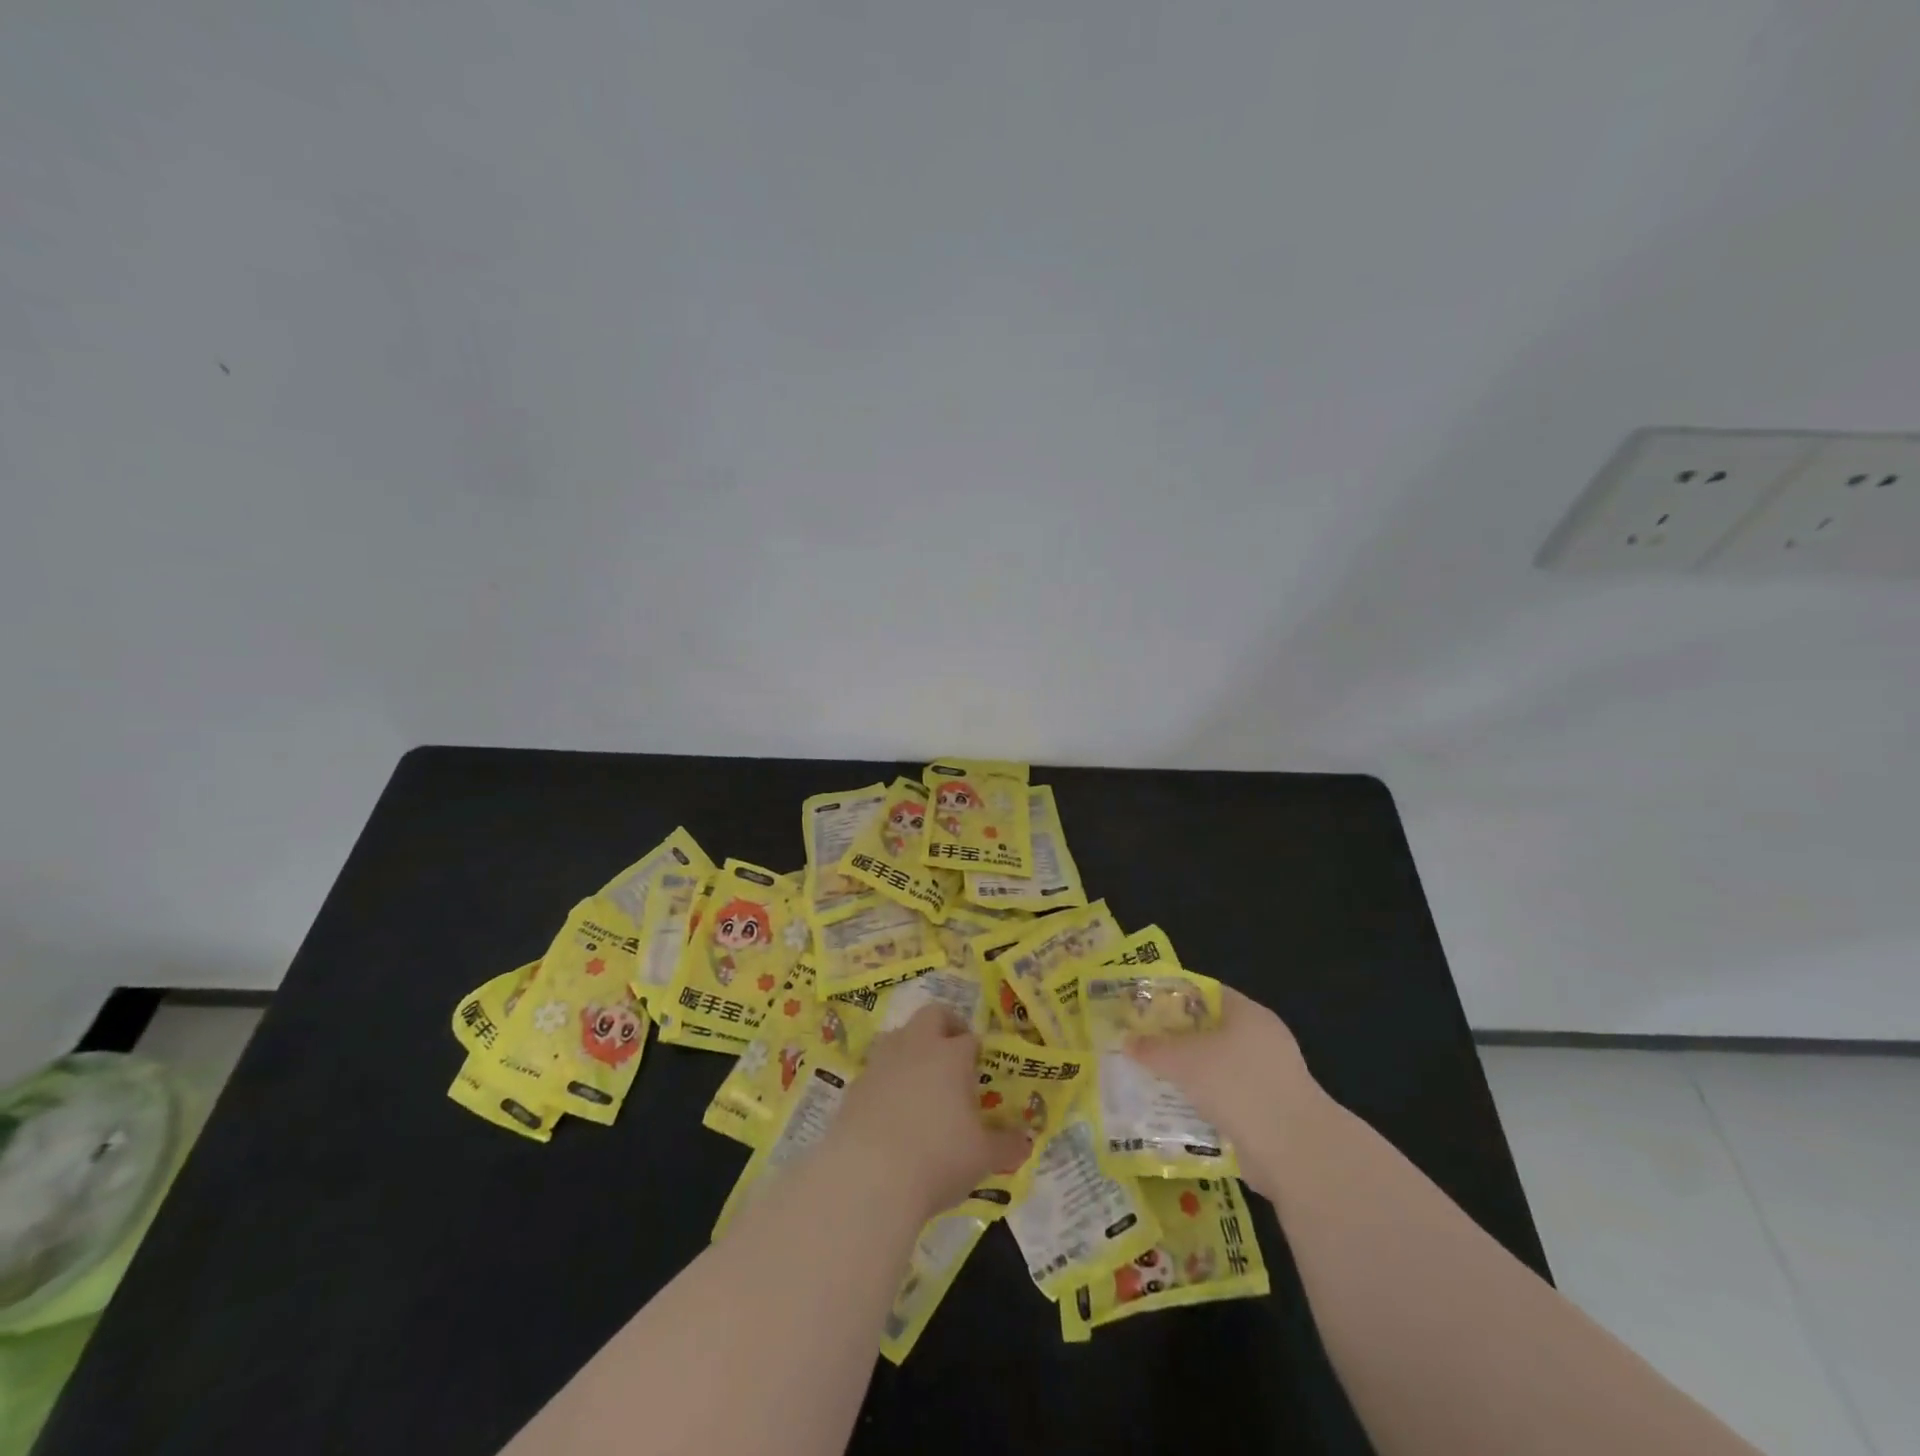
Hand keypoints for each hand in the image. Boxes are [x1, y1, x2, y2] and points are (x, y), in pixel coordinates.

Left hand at [824, 1006, 1028, 1219]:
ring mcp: (881, 1062)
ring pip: (899, 1035)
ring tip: (921, 1079)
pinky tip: (891, 1108)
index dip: (977, 1052)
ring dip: (911, 1047)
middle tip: (954, 1053)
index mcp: (951, 1055)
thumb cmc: (937, 1159)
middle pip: (932, 1015)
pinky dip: (887, 1078)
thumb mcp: (982, 1158)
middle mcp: (916, 1046)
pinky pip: (876, 1069)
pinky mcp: (855, 1084)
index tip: (981, 1071)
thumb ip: (1007, 1146)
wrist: (867, 1177)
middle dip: (945, 1026)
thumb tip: (1027, 1142)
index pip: (970, 1039)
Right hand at [1128, 986, 1326, 1200]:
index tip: (1144, 1009)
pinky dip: (1206, 1105)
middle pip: (1211, 1032)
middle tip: (1143, 1046)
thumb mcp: (1183, 1060)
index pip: (1206, 993)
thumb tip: (1126, 1041)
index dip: (1173, 998)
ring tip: (1154, 1081)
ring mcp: (1271, 1079)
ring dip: (1191, 1077)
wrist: (1294, 1152)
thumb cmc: (1236, 1085)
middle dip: (1177, 1040)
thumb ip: (1152, 1048)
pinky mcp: (1271, 1114)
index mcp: (1248, 1014)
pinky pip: (1229, 1100)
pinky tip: (1178, 1113)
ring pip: (1219, 1069)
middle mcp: (1263, 1040)